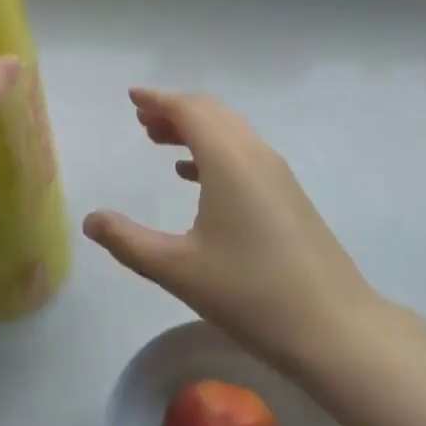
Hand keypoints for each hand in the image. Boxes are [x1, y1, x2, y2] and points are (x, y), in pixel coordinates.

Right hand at [83, 89, 376, 372]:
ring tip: (159, 142)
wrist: (335, 328)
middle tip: (142, 120)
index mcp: (228, 159)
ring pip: (229, 131)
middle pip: (211, 112)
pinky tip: (194, 176)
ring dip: (194, 129)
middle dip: (174, 110)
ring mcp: (277, 173)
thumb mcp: (179, 270)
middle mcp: (254, 154)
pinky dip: (213, 151)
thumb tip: (91, 220)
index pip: (189, 109)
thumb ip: (129, 242)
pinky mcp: (288, 195)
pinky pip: (243, 153)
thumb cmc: (251, 293)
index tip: (132, 97)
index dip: (158, 99)